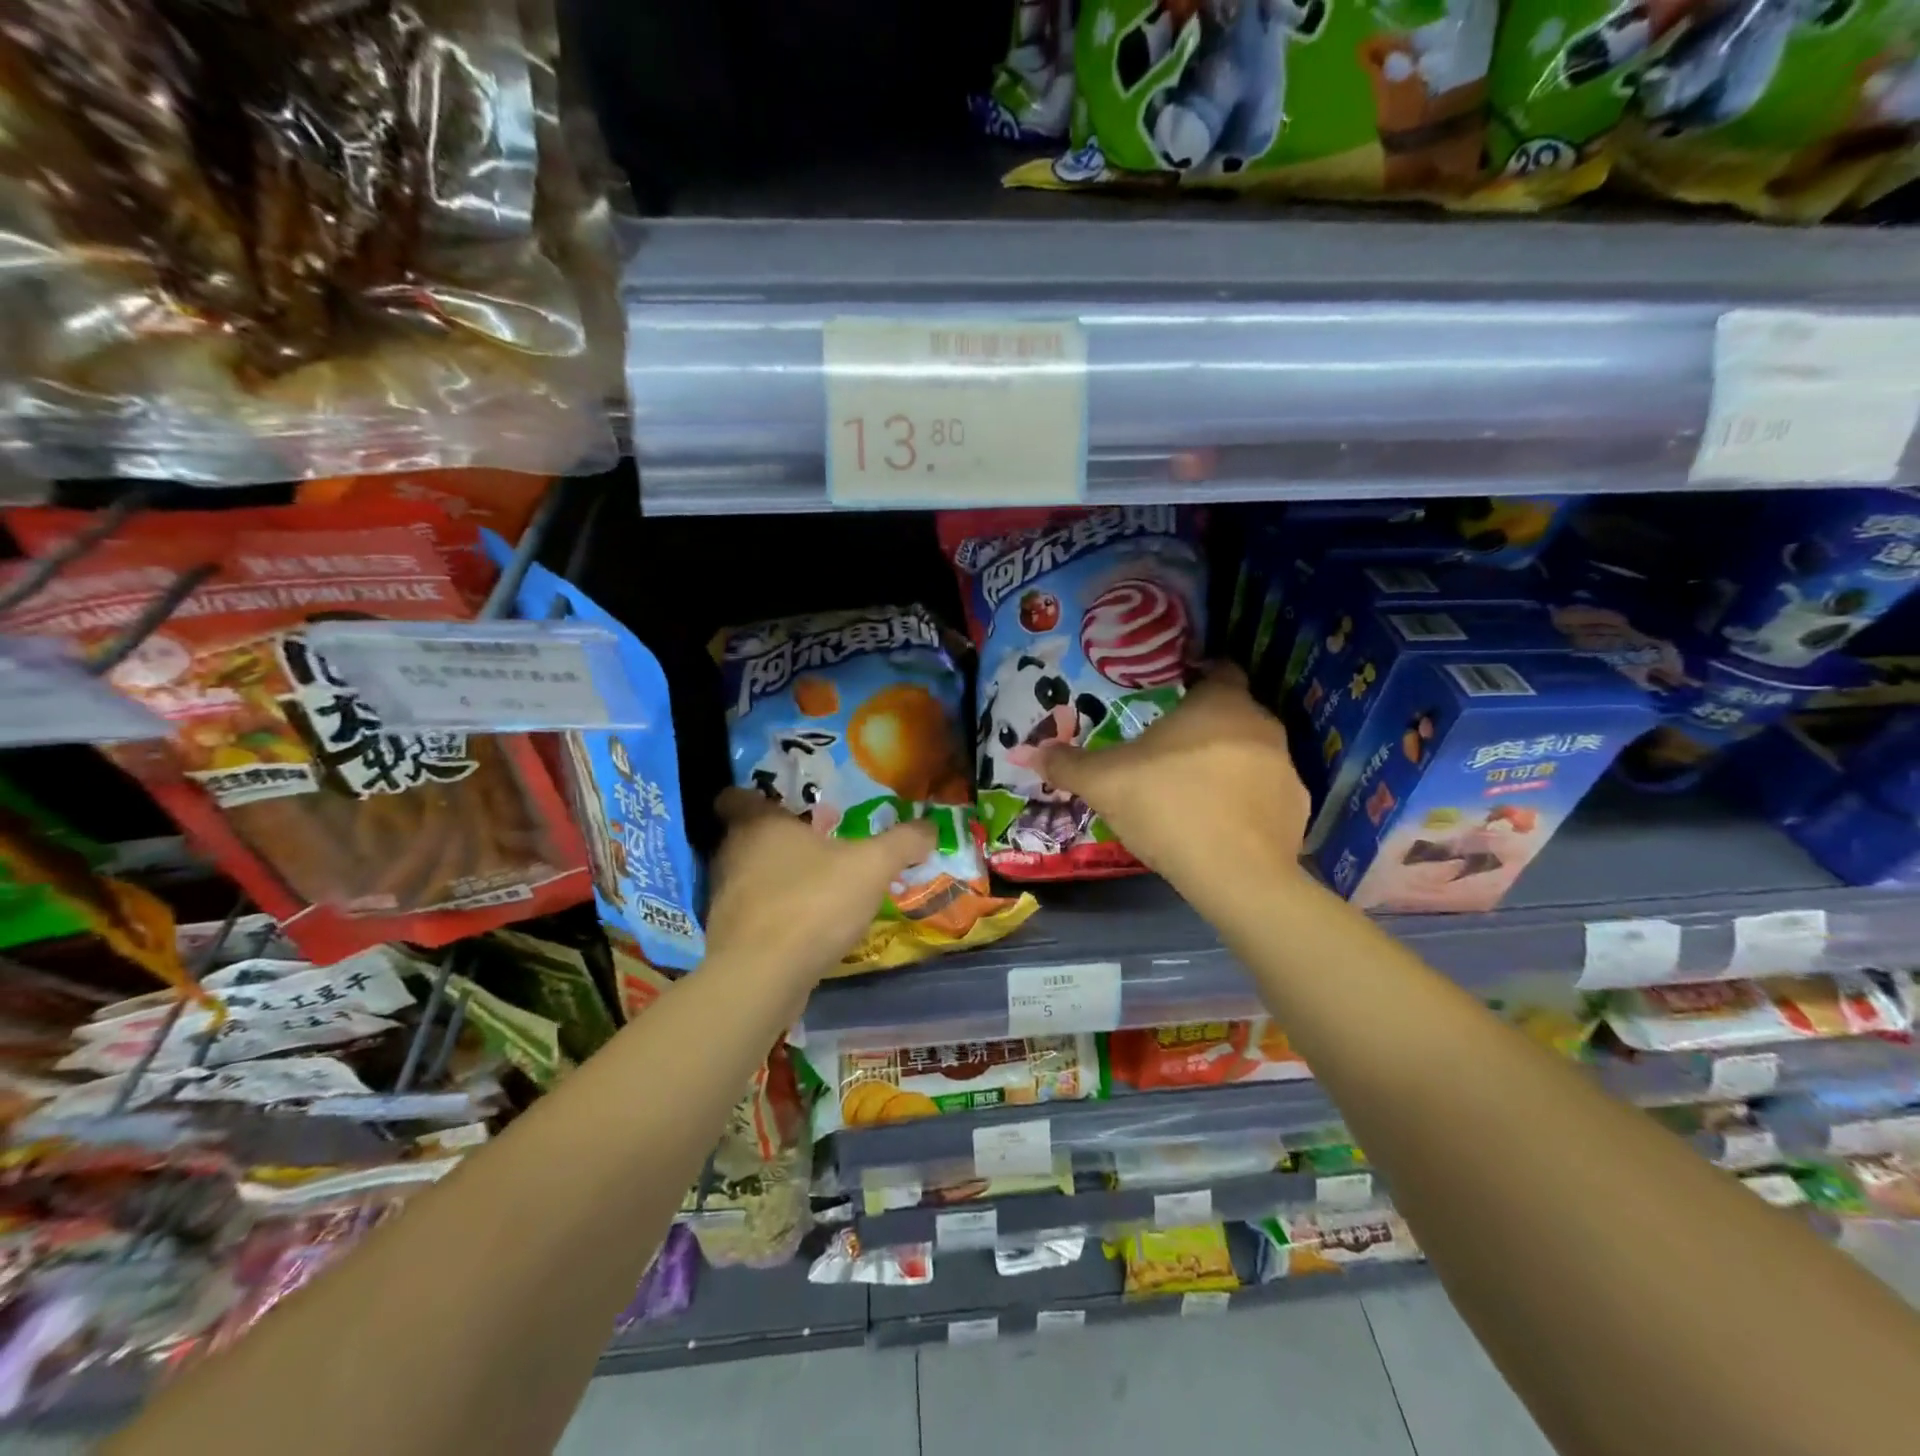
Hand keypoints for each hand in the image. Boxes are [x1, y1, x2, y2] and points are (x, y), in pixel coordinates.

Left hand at [703, 790, 937, 988]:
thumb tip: (931, 827)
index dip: (757, 797)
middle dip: (777, 839)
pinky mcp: (727, 937)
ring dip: (775, 879)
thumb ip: (903, 842)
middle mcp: (732, 854)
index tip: (786, 805)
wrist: (763, 978)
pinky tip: (805, 926)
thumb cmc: (812, 902)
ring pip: (749, 876)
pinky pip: (753, 914)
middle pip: (746, 837)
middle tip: (816, 843)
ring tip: (815, 885)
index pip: (735, 796)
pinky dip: (773, 915)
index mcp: (758, 824)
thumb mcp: (873, 866)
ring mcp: (724, 898)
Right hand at [1034, 665, 1308, 885]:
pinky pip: (1266, 795)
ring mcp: (1286, 769)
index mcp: (1220, 704)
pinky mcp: (1298, 810)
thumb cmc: (1167, 806)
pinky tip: (1220, 826)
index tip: (1176, 692)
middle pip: (1234, 714)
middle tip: (1170, 750)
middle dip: (1206, 727)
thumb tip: (1030, 751)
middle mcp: (1261, 725)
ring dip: (1228, 765)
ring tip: (1193, 792)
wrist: (1234, 874)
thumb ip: (1068, 763)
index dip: (1199, 676)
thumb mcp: (1103, 782)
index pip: (1220, 670)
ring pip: (1252, 754)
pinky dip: (1246, 803)